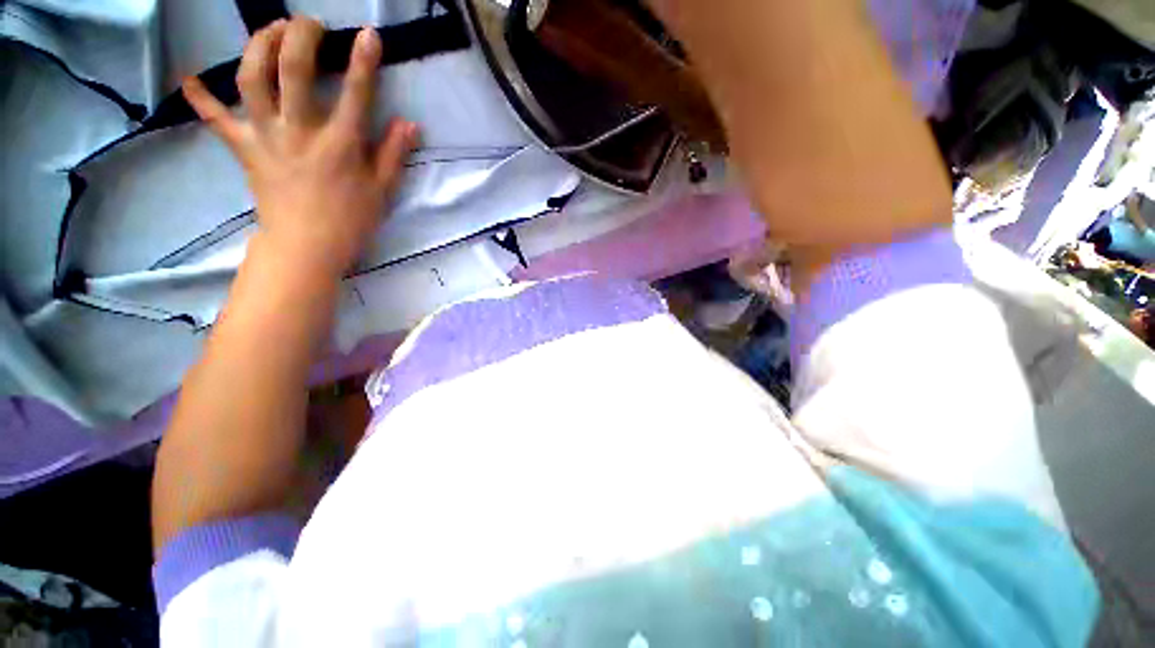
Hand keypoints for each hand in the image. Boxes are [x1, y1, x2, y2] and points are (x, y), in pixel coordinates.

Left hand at [182, 17, 417, 277]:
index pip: (355, 94)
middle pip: (293, 70)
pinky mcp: (244, 149)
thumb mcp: (382, 190)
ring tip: (270, 30)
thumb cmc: (351, 220)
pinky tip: (190, 79)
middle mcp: (300, 130)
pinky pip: (216, 120)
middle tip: (309, 22)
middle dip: (301, 36)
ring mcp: (266, 136)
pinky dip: (200, 98)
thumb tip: (409, 124)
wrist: (307, 246)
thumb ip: (393, 153)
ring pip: (252, 79)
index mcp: (340, 144)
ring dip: (258, 46)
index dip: (363, 61)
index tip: (368, 34)